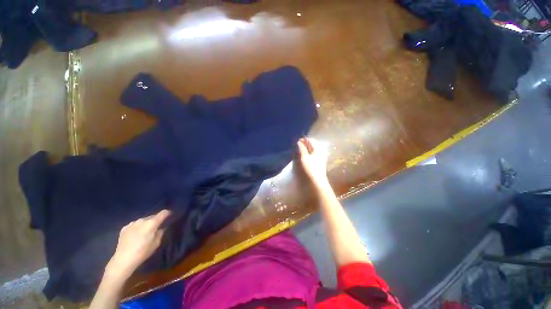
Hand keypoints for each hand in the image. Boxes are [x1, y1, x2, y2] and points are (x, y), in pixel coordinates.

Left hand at [105, 209, 171, 280]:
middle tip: (157, 227)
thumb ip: (160, 233)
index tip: (170, 216)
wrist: (123, 259)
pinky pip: (134, 225)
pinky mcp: (124, 228)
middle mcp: (142, 220)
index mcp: (152, 223)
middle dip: (156, 220)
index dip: (168, 213)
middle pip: (152, 216)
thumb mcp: (156, 243)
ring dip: (146, 224)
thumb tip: (161, 228)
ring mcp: (132, 223)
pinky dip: (137, 227)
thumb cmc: (143, 252)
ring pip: (143, 220)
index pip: (163, 213)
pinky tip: (135, 235)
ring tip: (145, 232)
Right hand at [297, 137, 328, 186]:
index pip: (310, 140)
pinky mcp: (320, 162)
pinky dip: (308, 153)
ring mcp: (321, 157)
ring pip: (313, 149)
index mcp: (318, 149)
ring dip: (306, 149)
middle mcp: (321, 151)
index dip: (303, 140)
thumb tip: (299, 142)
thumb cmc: (310, 169)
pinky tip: (304, 157)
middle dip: (305, 144)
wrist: (317, 182)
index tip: (296, 142)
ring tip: (299, 151)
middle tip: (297, 146)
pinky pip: (313, 154)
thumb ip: (302, 149)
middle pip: (312, 144)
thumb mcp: (304, 157)